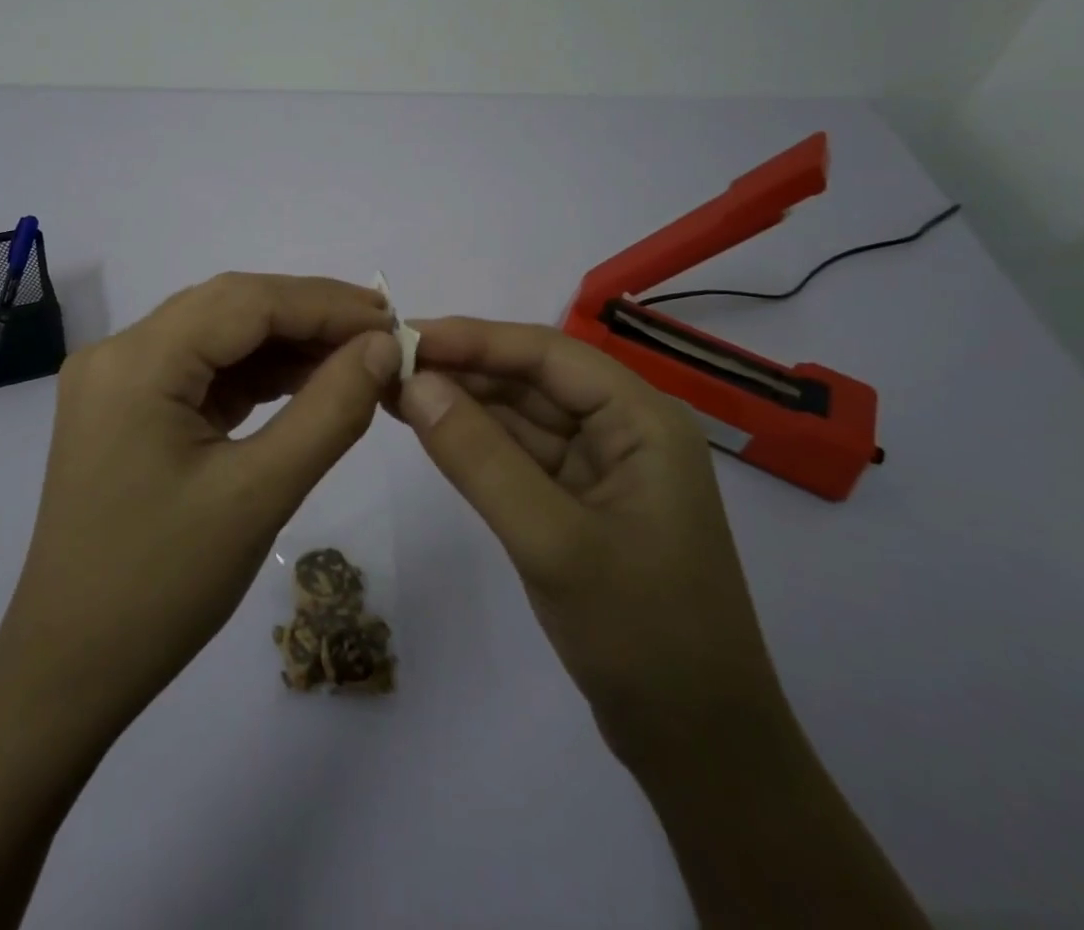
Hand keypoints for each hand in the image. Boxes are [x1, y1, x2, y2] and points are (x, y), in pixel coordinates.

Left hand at [0, 273, 400, 738]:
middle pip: (230, 307)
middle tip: (381, 337)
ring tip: (355, 360)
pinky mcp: (128, 408)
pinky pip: (203, 370)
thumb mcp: (259, 495)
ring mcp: (118, 380)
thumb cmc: (162, 588)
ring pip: (218, 335)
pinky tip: (305, 383)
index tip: (393, 320)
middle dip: (309, 316)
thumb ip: (330, 411)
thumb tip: (384, 346)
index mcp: (136, 362)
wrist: (70, 671)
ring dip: (286, 343)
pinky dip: (256, 374)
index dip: (325, 303)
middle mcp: (118, 352)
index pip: (246, 301)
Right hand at [393, 317, 787, 782]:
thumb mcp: (553, 541)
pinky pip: (521, 454)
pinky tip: (430, 429)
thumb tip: (414, 382)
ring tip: (392, 388)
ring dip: (462, 401)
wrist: (699, 748)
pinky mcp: (579, 501)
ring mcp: (602, 467)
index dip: (474, 338)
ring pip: (522, 415)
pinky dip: (476, 441)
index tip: (404, 335)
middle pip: (533, 378)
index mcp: (642, 419)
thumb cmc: (642, 635)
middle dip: (462, 368)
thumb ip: (480, 457)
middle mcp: (624, 429)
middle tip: (384, 363)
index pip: (547, 354)